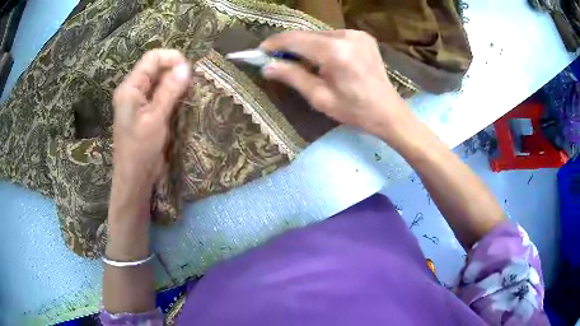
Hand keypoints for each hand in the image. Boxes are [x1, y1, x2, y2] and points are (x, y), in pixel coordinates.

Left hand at [112, 49, 190, 189]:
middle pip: (155, 68)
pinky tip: (183, 100)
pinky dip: (172, 94)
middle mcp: (133, 90)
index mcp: (130, 88)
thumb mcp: (155, 119)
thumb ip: (169, 91)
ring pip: (160, 81)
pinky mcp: (146, 112)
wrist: (134, 179)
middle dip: (174, 70)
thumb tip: (186, 67)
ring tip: (190, 90)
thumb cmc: (140, 150)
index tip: (188, 70)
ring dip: (175, 83)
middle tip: (191, 82)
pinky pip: (161, 94)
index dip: (171, 58)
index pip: (151, 58)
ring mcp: (139, 101)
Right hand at [260, 30, 411, 140]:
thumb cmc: (354, 110)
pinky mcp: (363, 37)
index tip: (260, 51)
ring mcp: (357, 34)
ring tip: (300, 63)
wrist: (388, 112)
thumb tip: (267, 66)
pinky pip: (333, 37)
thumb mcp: (320, 97)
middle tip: (276, 59)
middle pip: (307, 35)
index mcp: (335, 52)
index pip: (295, 39)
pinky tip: (322, 60)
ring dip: (306, 46)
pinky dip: (322, 45)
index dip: (274, 43)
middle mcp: (346, 35)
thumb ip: (292, 77)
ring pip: (319, 35)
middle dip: (289, 46)